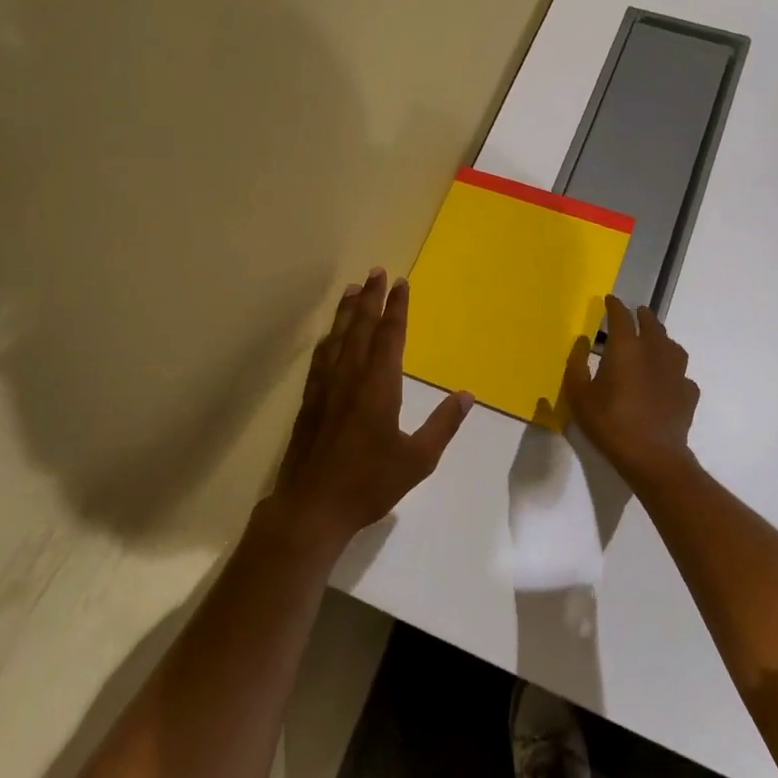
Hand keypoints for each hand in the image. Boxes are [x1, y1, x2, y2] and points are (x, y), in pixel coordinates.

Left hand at [270, 269, 471, 553]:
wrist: (312, 506)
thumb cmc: (369, 483)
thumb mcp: (417, 460)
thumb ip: (443, 425)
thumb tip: (467, 396)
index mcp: (379, 385)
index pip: (390, 336)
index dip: (397, 307)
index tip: (401, 282)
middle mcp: (351, 376)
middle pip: (362, 327)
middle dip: (371, 297)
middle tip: (376, 271)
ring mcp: (326, 386)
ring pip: (338, 337)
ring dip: (347, 311)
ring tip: (353, 288)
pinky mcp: (310, 400)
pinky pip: (321, 358)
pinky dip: (329, 338)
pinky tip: (329, 335)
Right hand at [560, 295, 699, 488]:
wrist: (653, 456)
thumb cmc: (610, 423)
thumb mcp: (579, 396)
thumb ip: (577, 365)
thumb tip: (582, 341)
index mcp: (626, 348)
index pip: (621, 317)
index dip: (614, 306)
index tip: (610, 300)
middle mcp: (655, 352)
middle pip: (652, 325)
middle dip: (642, 316)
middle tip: (636, 313)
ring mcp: (676, 372)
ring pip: (672, 346)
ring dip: (662, 338)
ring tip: (655, 341)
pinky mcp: (688, 393)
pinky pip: (682, 374)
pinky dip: (673, 371)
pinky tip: (668, 380)